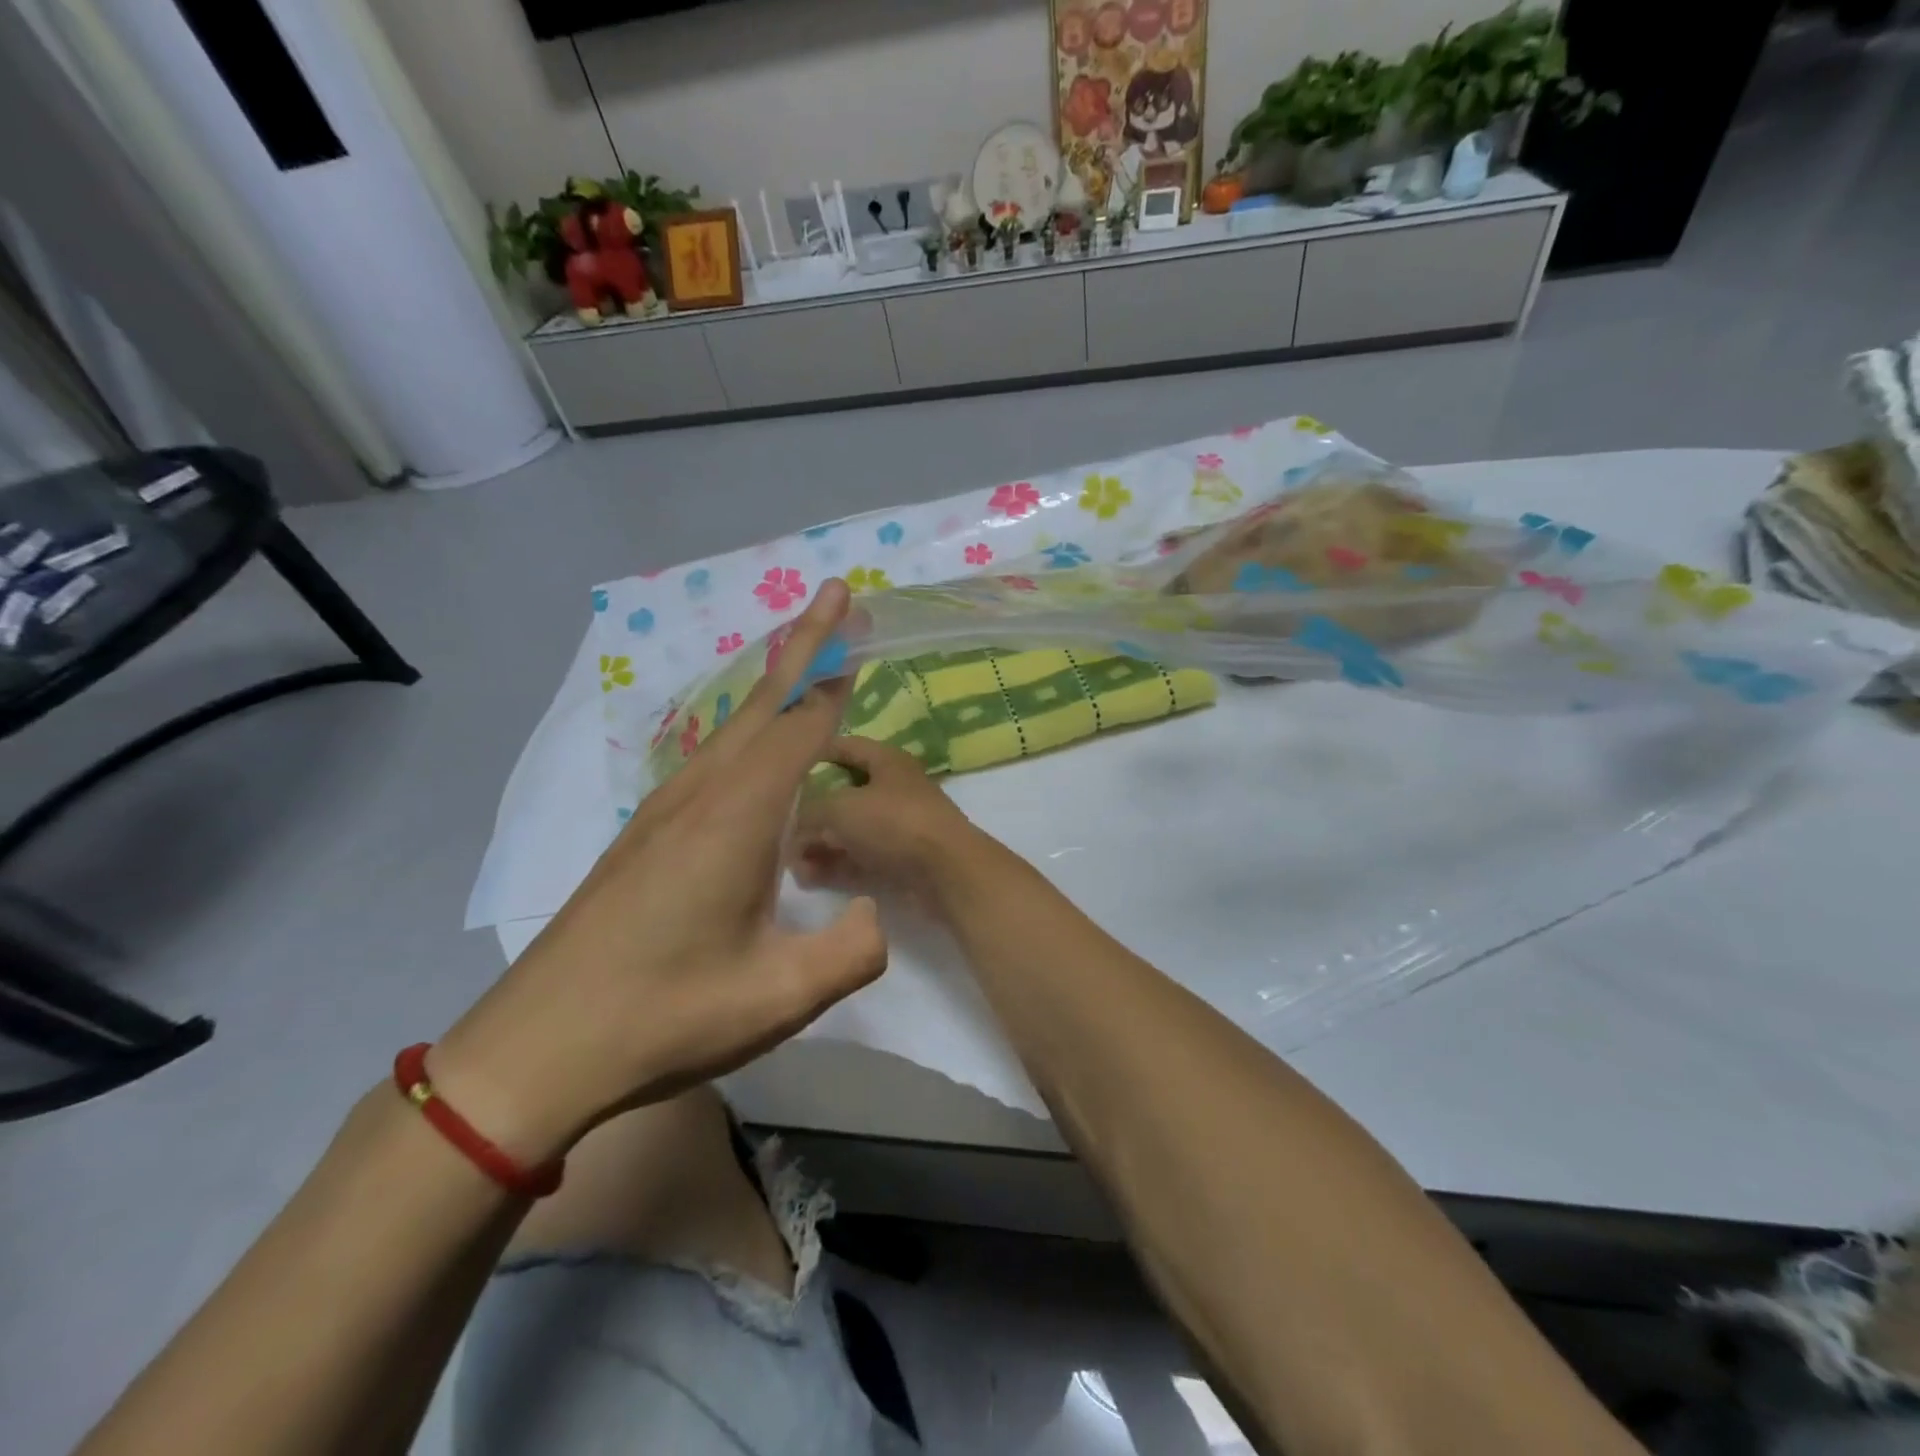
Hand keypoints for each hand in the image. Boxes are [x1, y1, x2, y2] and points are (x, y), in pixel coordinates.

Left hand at [432, 581, 886, 1163]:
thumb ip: (852, 951)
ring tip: (805, 660)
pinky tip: (753, 750)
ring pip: (732, 727)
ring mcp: (664, 812)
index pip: (799, 726)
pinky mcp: (645, 836)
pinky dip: (746, 729)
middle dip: (803, 645)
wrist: (536, 1050)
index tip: (855, 621)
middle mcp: (699, 795)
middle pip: (762, 702)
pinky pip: (711, 758)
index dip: (833, 674)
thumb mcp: (779, 997)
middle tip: (835, 598)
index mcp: (736, 817)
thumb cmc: (663, 1017)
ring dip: (774, 684)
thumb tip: (874, 912)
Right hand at [789, 737, 984, 904]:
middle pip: (844, 793)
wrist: (947, 872)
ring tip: (791, 862)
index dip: (815, 751)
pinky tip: (809, 878)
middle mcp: (894, 789)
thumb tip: (794, 828)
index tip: (783, 763)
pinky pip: (860, 857)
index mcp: (887, 761)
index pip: (846, 746)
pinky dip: (836, 865)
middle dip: (811, 811)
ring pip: (850, 830)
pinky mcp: (901, 859)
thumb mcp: (840, 808)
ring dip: (820, 844)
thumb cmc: (894, 823)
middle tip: (780, 826)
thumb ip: (809, 812)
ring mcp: (899, 826)